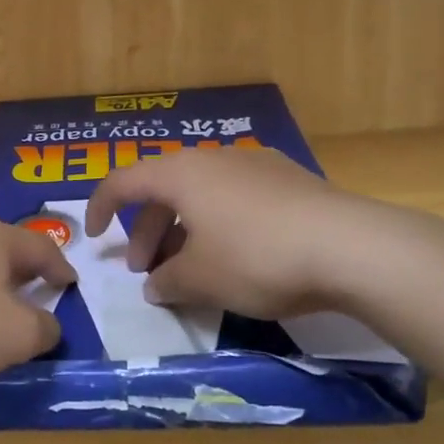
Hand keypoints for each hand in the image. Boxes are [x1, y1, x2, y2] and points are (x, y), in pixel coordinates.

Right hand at [82, 146, 416, 318]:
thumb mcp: (200, 279)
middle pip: (162, 190)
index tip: (92, 236)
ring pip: (200, 195)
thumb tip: (155, 286)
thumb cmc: (257, 258)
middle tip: (146, 271)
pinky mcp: (288, 181)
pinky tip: (233, 257)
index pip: (123, 180)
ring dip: (182, 230)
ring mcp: (255, 165)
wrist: (351, 248)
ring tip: (188, 270)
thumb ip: (167, 281)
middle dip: (146, 230)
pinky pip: (233, 199)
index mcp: (181, 173)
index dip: (100, 207)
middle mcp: (214, 158)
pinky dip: (216, 224)